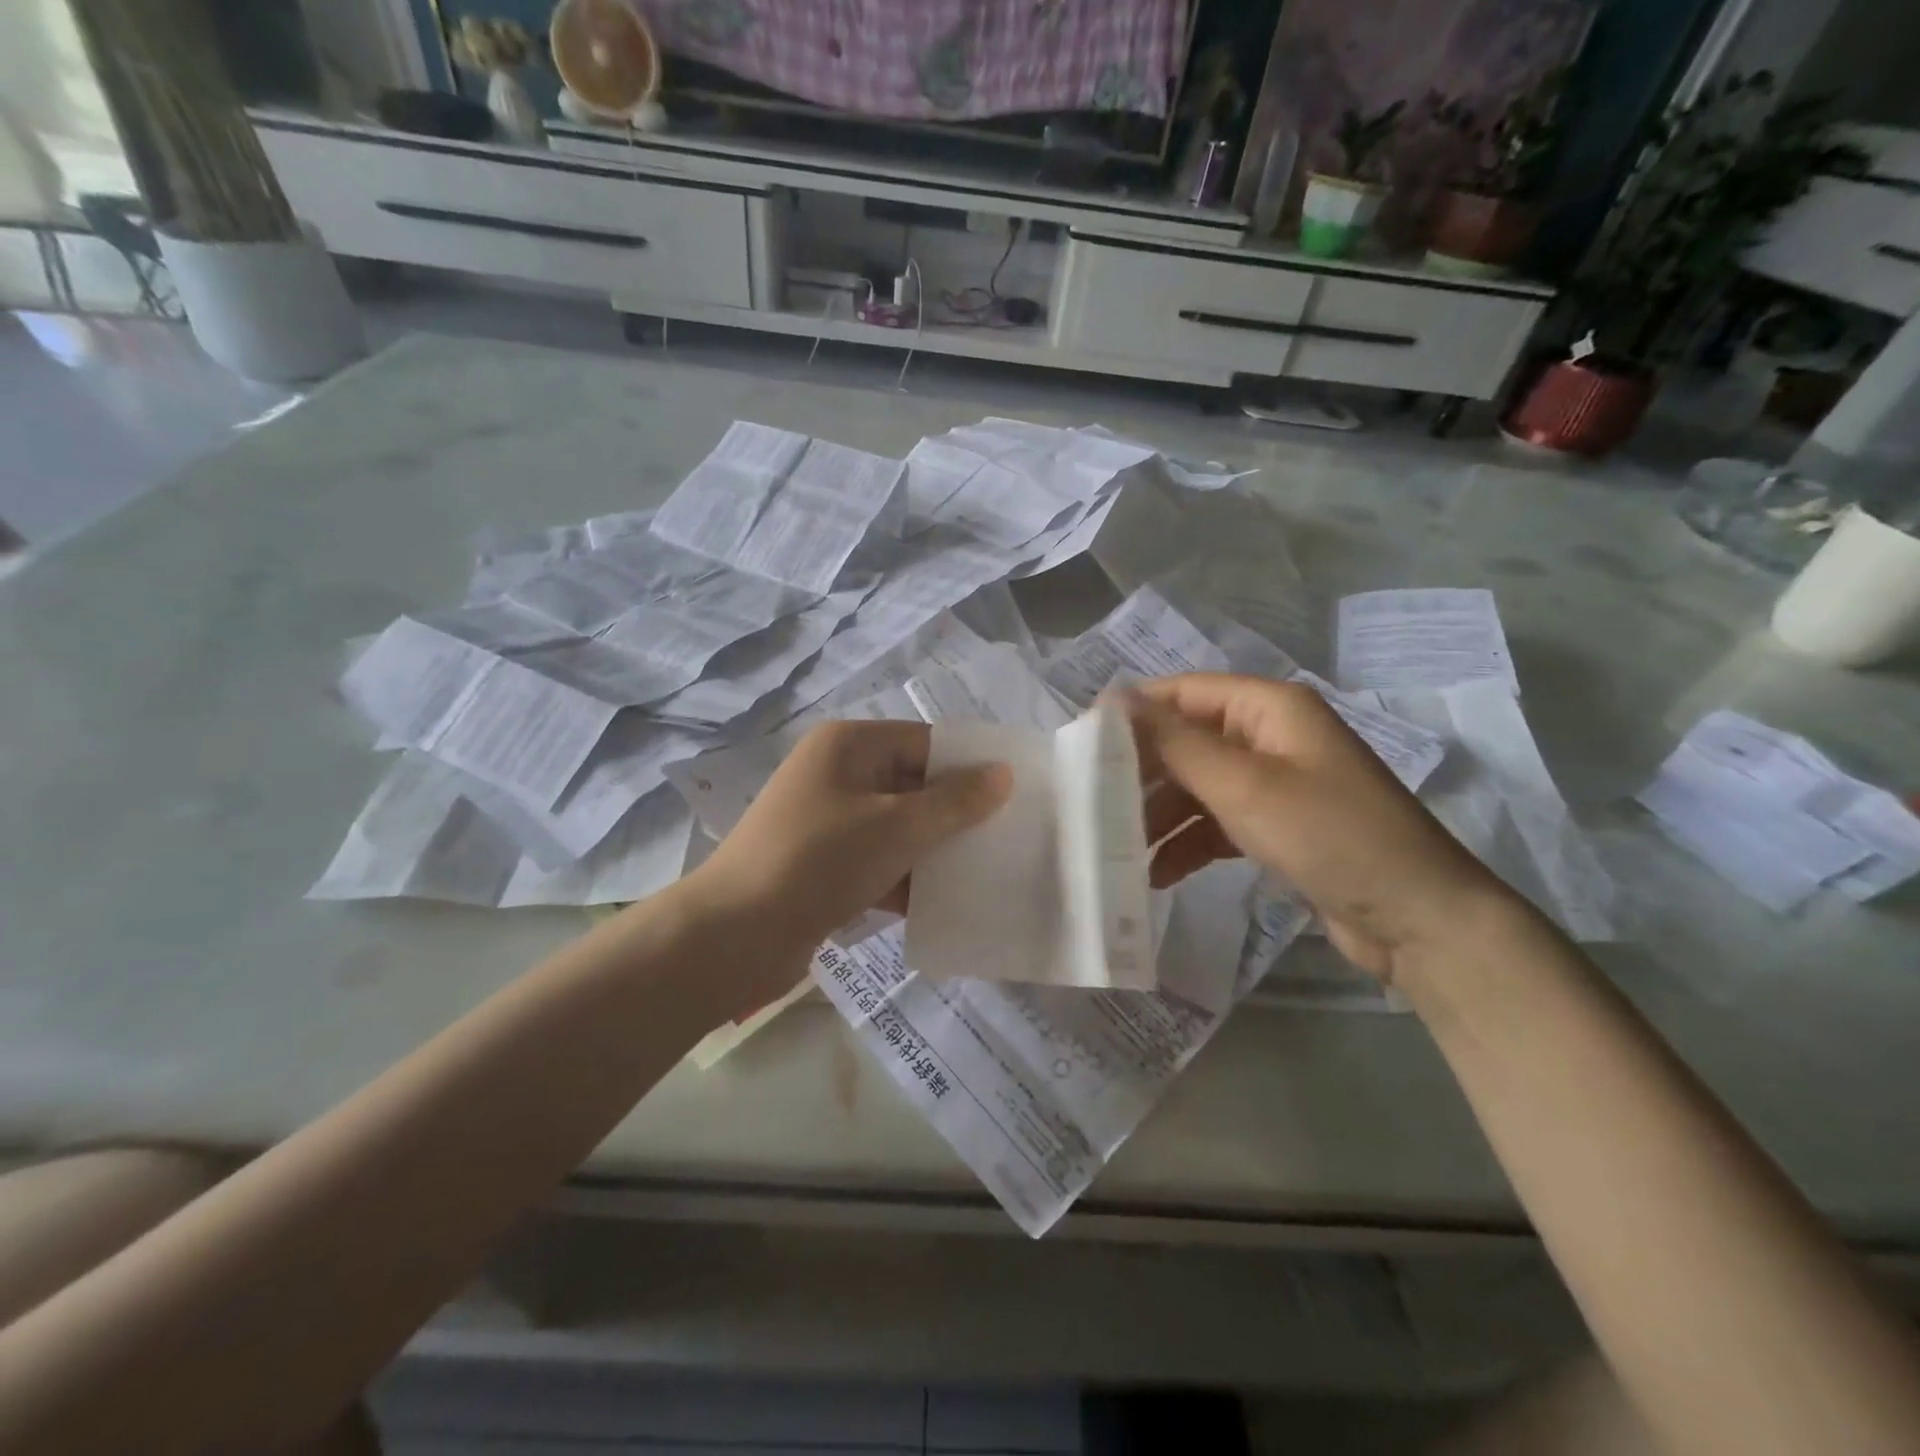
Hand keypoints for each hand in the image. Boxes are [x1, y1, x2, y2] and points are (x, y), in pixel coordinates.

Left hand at [689, 719, 1012, 960]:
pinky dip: (910, 879)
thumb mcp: (897, 827)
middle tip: (1011, 834)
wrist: (734, 936)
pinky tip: (950, 904)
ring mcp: (830, 821)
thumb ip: (955, 802)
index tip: (1018, 791)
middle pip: (915, 785)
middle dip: (959, 812)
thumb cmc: (820, 861)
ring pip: (901, 827)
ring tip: (991, 871)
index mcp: (850, 745)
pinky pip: (881, 861)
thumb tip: (1003, 773)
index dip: (971, 765)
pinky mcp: (826, 864)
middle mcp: (839, 774)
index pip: (926, 742)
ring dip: (938, 849)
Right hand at [1124, 674, 1513, 980]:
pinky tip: (1158, 874)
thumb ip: (1175, 742)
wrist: (1417, 918)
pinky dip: (1188, 843)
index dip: (1133, 713)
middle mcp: (1270, 735)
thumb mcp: (1243, 785)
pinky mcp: (1279, 826)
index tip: (1081, 744)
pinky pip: (1218, 821)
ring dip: (1161, 814)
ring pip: (1198, 785)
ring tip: (1120, 850)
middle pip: (1187, 740)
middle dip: (1143, 772)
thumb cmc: (1329, 835)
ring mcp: (1276, 782)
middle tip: (1094, 805)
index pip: (1183, 692)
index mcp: (1269, 707)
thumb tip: (1113, 699)